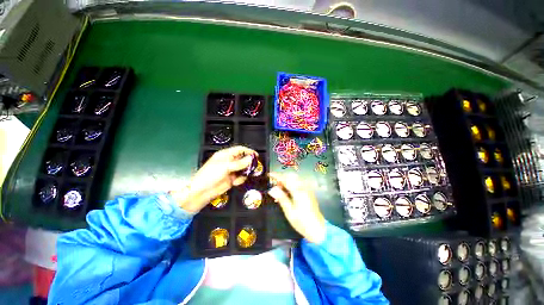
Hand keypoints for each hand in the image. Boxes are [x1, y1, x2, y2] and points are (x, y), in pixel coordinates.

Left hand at [171, 146, 256, 212]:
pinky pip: (241, 177)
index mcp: (226, 155)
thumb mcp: (225, 167)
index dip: (248, 151)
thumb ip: (239, 163)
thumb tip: (251, 159)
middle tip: (255, 166)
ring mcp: (231, 170)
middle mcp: (230, 161)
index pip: (240, 150)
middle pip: (243, 159)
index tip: (256, 155)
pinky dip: (241, 179)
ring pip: (243, 168)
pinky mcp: (232, 179)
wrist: (203, 191)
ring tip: (245, 175)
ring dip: (246, 171)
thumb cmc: (210, 175)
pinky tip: (235, 181)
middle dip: (249, 162)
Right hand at [268, 172, 325, 243]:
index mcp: (298, 191)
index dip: (277, 176)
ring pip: (295, 179)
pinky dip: (292, 184)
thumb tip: (272, 189)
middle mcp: (303, 187)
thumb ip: (281, 198)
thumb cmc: (302, 221)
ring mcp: (307, 189)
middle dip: (282, 177)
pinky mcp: (309, 192)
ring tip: (279, 188)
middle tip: (274, 184)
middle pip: (291, 176)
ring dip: (287, 180)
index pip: (285, 179)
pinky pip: (299, 183)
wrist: (318, 229)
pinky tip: (287, 192)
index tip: (269, 175)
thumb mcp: (289, 211)